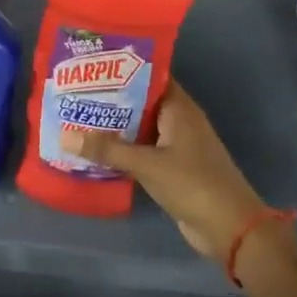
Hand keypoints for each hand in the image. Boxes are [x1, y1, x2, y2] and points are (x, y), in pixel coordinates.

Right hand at [69, 82, 276, 265]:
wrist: (231, 230)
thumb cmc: (193, 184)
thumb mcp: (146, 164)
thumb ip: (107, 150)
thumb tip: (65, 136)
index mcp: (179, 109)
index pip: (150, 77)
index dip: (122, 70)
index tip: (91, 66)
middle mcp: (179, 122)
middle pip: (141, 102)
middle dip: (111, 99)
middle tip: (75, 93)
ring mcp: (177, 147)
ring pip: (140, 128)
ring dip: (115, 127)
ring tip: (77, 118)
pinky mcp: (173, 169)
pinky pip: (143, 151)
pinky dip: (123, 150)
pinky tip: (96, 151)